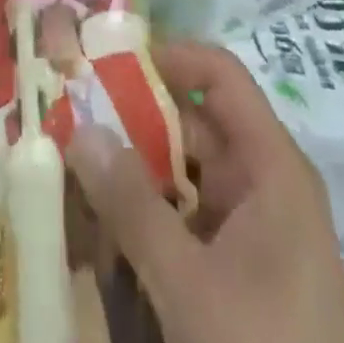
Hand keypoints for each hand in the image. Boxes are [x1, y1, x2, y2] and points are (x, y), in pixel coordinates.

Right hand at [66, 42, 343, 342]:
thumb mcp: (189, 285)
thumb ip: (131, 204)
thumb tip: (80, 128)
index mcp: (272, 167)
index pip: (220, 76)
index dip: (168, 57)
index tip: (107, 64)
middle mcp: (265, 186)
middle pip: (195, 125)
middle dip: (134, 123)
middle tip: (71, 123)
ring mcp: (254, 234)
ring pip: (185, 178)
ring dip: (134, 177)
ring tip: (76, 178)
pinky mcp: (241, 278)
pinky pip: (188, 226)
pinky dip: (149, 222)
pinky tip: (106, 239)